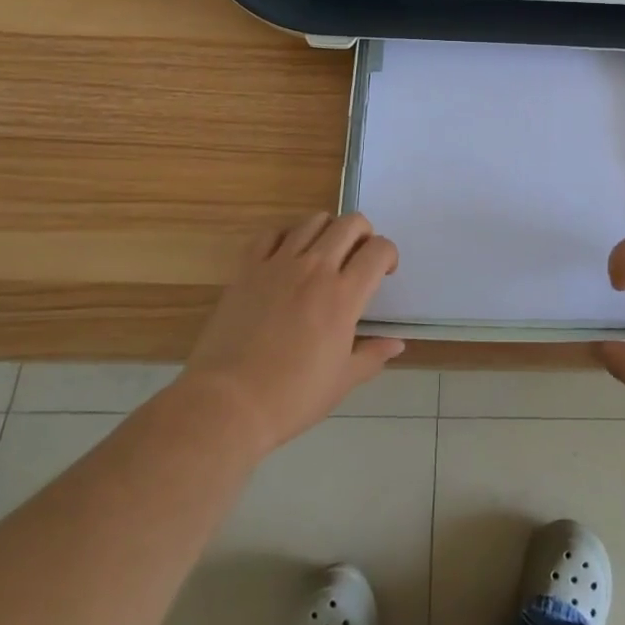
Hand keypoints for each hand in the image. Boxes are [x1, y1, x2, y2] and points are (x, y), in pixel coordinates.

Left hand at [180, 213, 404, 455]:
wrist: (227, 403)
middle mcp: (315, 268)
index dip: (388, 255)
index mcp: (343, 296)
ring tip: (325, 253)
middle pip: (350, 224)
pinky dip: (287, 236)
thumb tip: (397, 343)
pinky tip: (287, 256)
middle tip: (359, 257)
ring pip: (313, 221)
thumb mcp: (341, 381)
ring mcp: (279, 263)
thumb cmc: (291, 398)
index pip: (378, 250)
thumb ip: (372, 355)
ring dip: (328, 230)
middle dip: (364, 233)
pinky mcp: (248, 267)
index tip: (384, 272)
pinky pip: (272, 233)